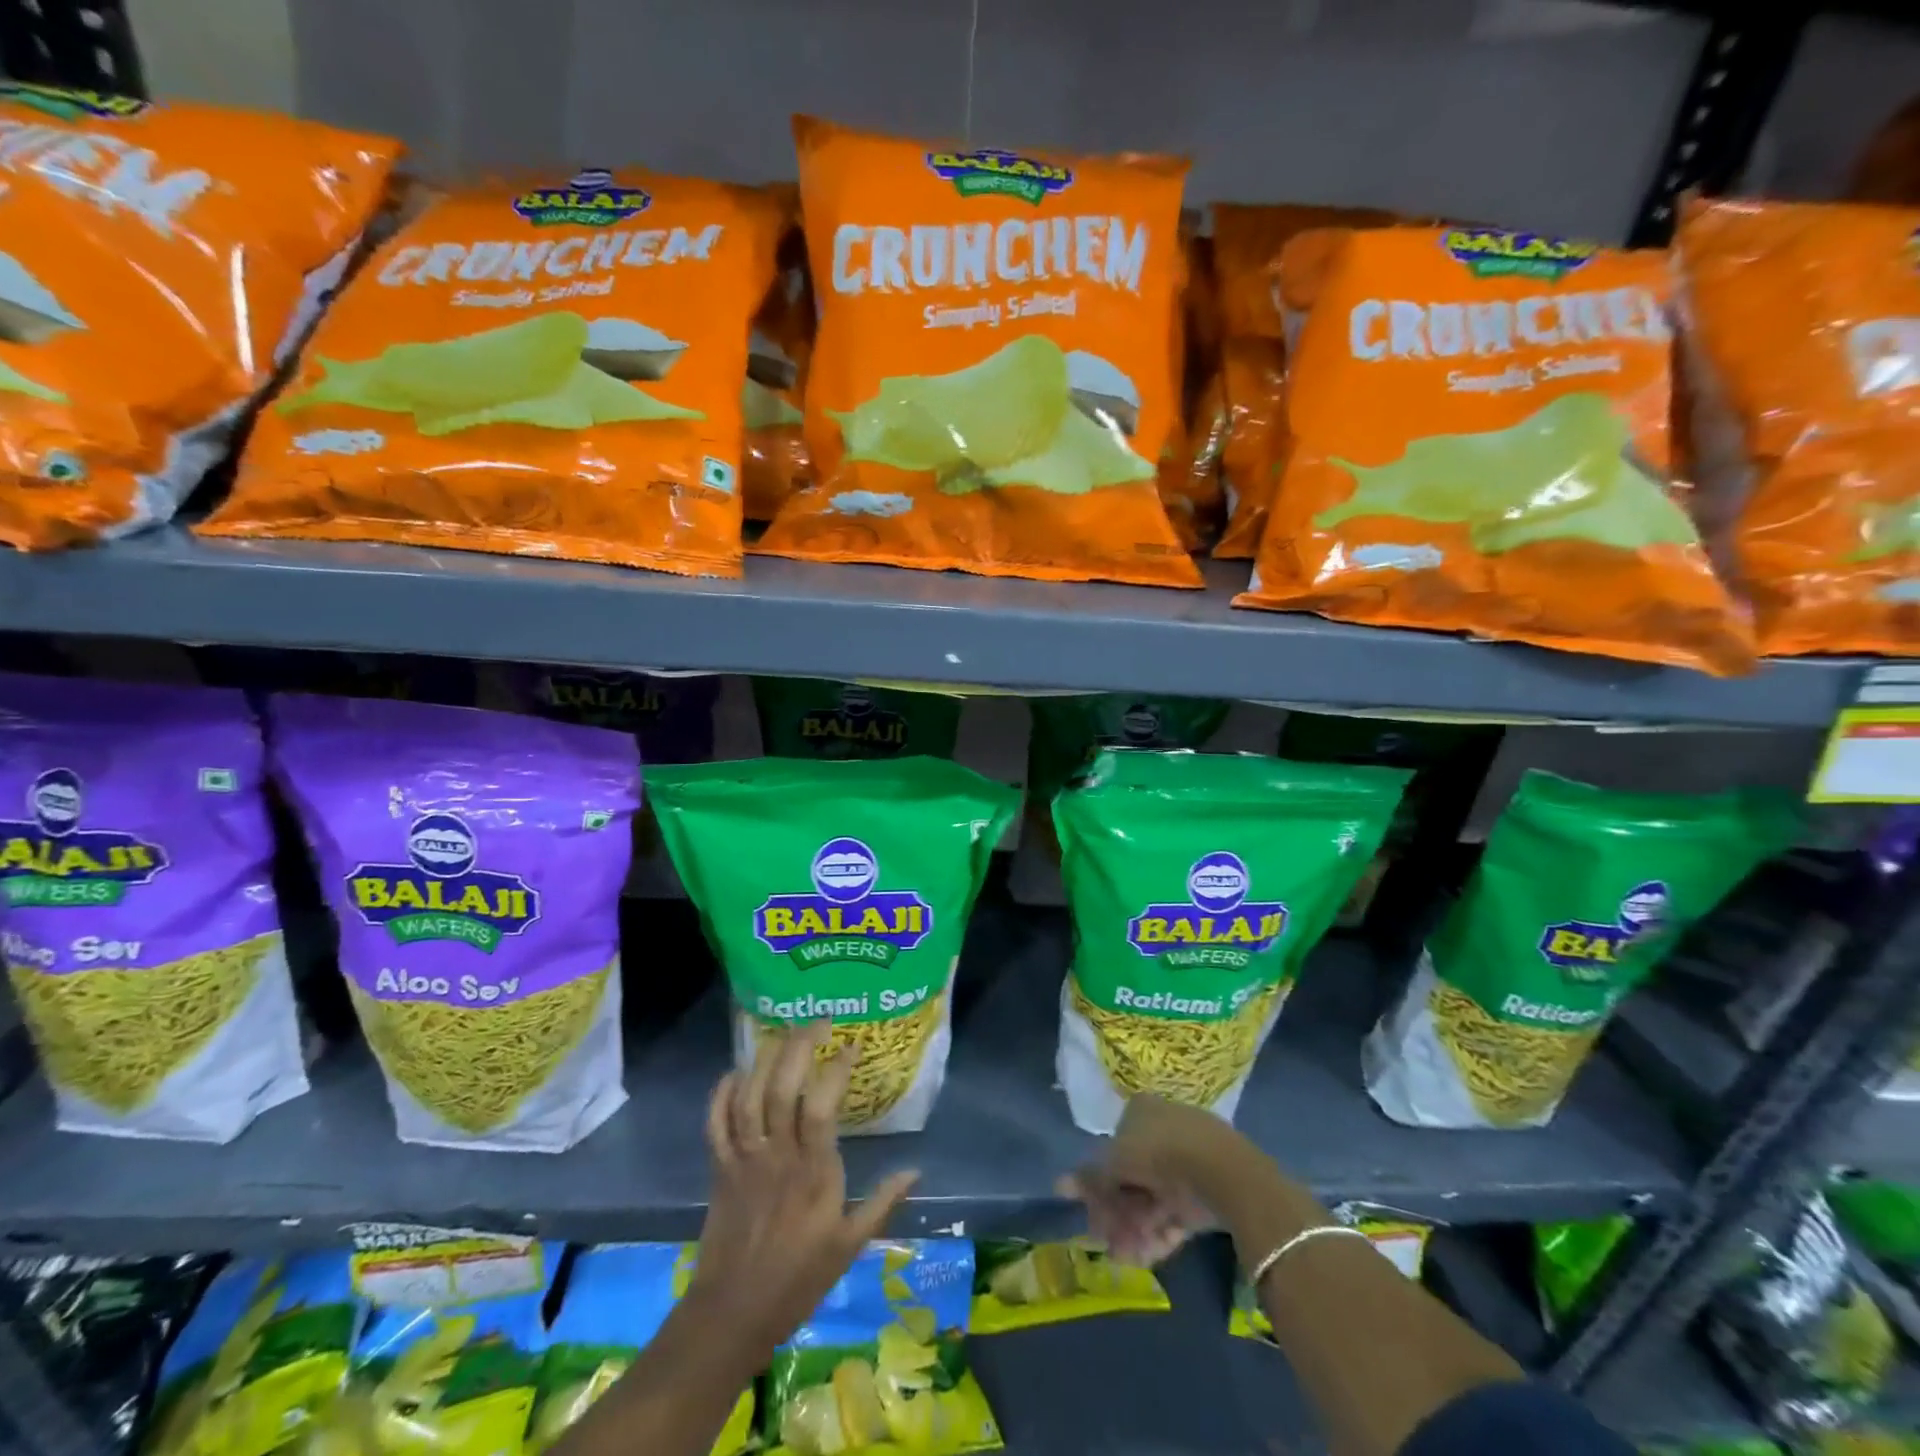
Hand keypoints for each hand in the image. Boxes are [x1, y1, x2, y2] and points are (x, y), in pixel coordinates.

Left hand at [690, 1023, 920, 1353]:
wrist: (731, 1315)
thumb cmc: (797, 1280)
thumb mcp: (849, 1246)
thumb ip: (882, 1204)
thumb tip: (915, 1170)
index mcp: (813, 1173)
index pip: (821, 1106)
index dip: (835, 1069)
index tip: (852, 1044)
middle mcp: (777, 1157)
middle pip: (782, 1089)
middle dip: (798, 1048)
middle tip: (817, 1022)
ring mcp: (744, 1160)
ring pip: (748, 1098)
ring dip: (764, 1061)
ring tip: (783, 1035)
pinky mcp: (719, 1169)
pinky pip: (715, 1122)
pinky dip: (721, 1094)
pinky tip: (735, 1073)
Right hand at [1058, 1094, 1238, 1266]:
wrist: (1221, 1171)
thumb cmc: (1158, 1152)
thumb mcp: (1115, 1162)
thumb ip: (1090, 1177)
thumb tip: (1059, 1185)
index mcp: (1139, 1112)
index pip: (1112, 1149)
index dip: (1099, 1186)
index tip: (1094, 1216)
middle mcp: (1161, 1131)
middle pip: (1131, 1179)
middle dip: (1118, 1215)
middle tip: (1109, 1245)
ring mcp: (1185, 1162)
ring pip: (1152, 1200)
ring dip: (1136, 1231)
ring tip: (1129, 1258)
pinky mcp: (1204, 1192)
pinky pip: (1175, 1214)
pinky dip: (1161, 1235)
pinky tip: (1150, 1257)